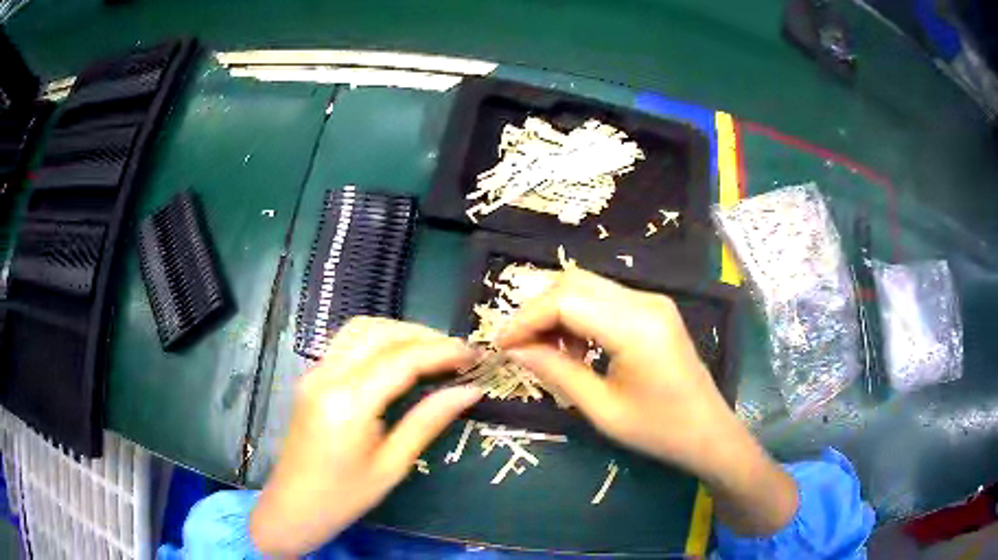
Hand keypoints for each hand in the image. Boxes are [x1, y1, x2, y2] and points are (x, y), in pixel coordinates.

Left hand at [249, 318, 481, 555]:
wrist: (293, 506)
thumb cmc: (344, 497)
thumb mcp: (392, 465)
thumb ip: (428, 422)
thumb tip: (470, 391)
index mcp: (348, 403)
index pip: (402, 359)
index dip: (441, 352)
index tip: (473, 355)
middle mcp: (327, 376)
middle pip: (380, 333)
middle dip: (423, 335)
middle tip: (457, 352)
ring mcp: (314, 372)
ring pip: (360, 328)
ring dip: (399, 331)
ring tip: (432, 350)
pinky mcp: (311, 376)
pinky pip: (347, 341)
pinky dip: (378, 338)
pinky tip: (398, 356)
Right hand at [496, 268, 797, 535]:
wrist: (709, 433)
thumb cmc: (658, 430)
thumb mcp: (601, 409)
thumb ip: (555, 372)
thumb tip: (514, 350)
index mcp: (635, 327)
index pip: (565, 301)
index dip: (526, 319)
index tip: (501, 345)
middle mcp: (645, 301)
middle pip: (574, 282)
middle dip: (538, 310)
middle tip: (519, 347)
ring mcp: (653, 301)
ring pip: (587, 286)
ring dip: (558, 312)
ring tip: (547, 353)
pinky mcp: (654, 309)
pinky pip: (605, 299)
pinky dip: (580, 316)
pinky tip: (577, 349)